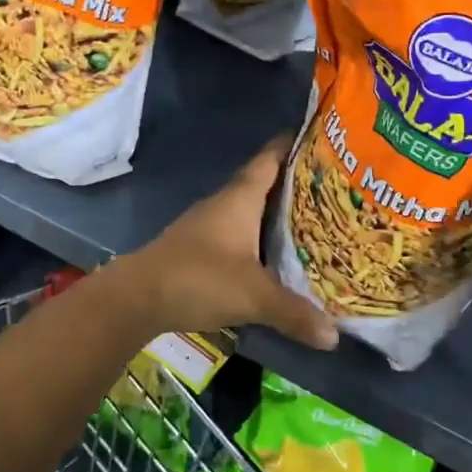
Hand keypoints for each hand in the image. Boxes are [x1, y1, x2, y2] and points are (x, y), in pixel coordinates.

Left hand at [124, 136, 338, 349]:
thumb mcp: (253, 296)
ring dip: (277, 211)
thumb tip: (334, 336)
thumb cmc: (199, 278)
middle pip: (264, 182)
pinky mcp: (199, 246)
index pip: (270, 158)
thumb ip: (294, 312)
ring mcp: (209, 224)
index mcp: (240, 198)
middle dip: (296, 182)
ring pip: (250, 208)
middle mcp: (225, 203)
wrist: (137, 297)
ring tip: (315, 218)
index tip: (321, 135)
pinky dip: (259, 235)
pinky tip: (275, 252)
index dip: (293, 144)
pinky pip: (239, 231)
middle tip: (334, 186)